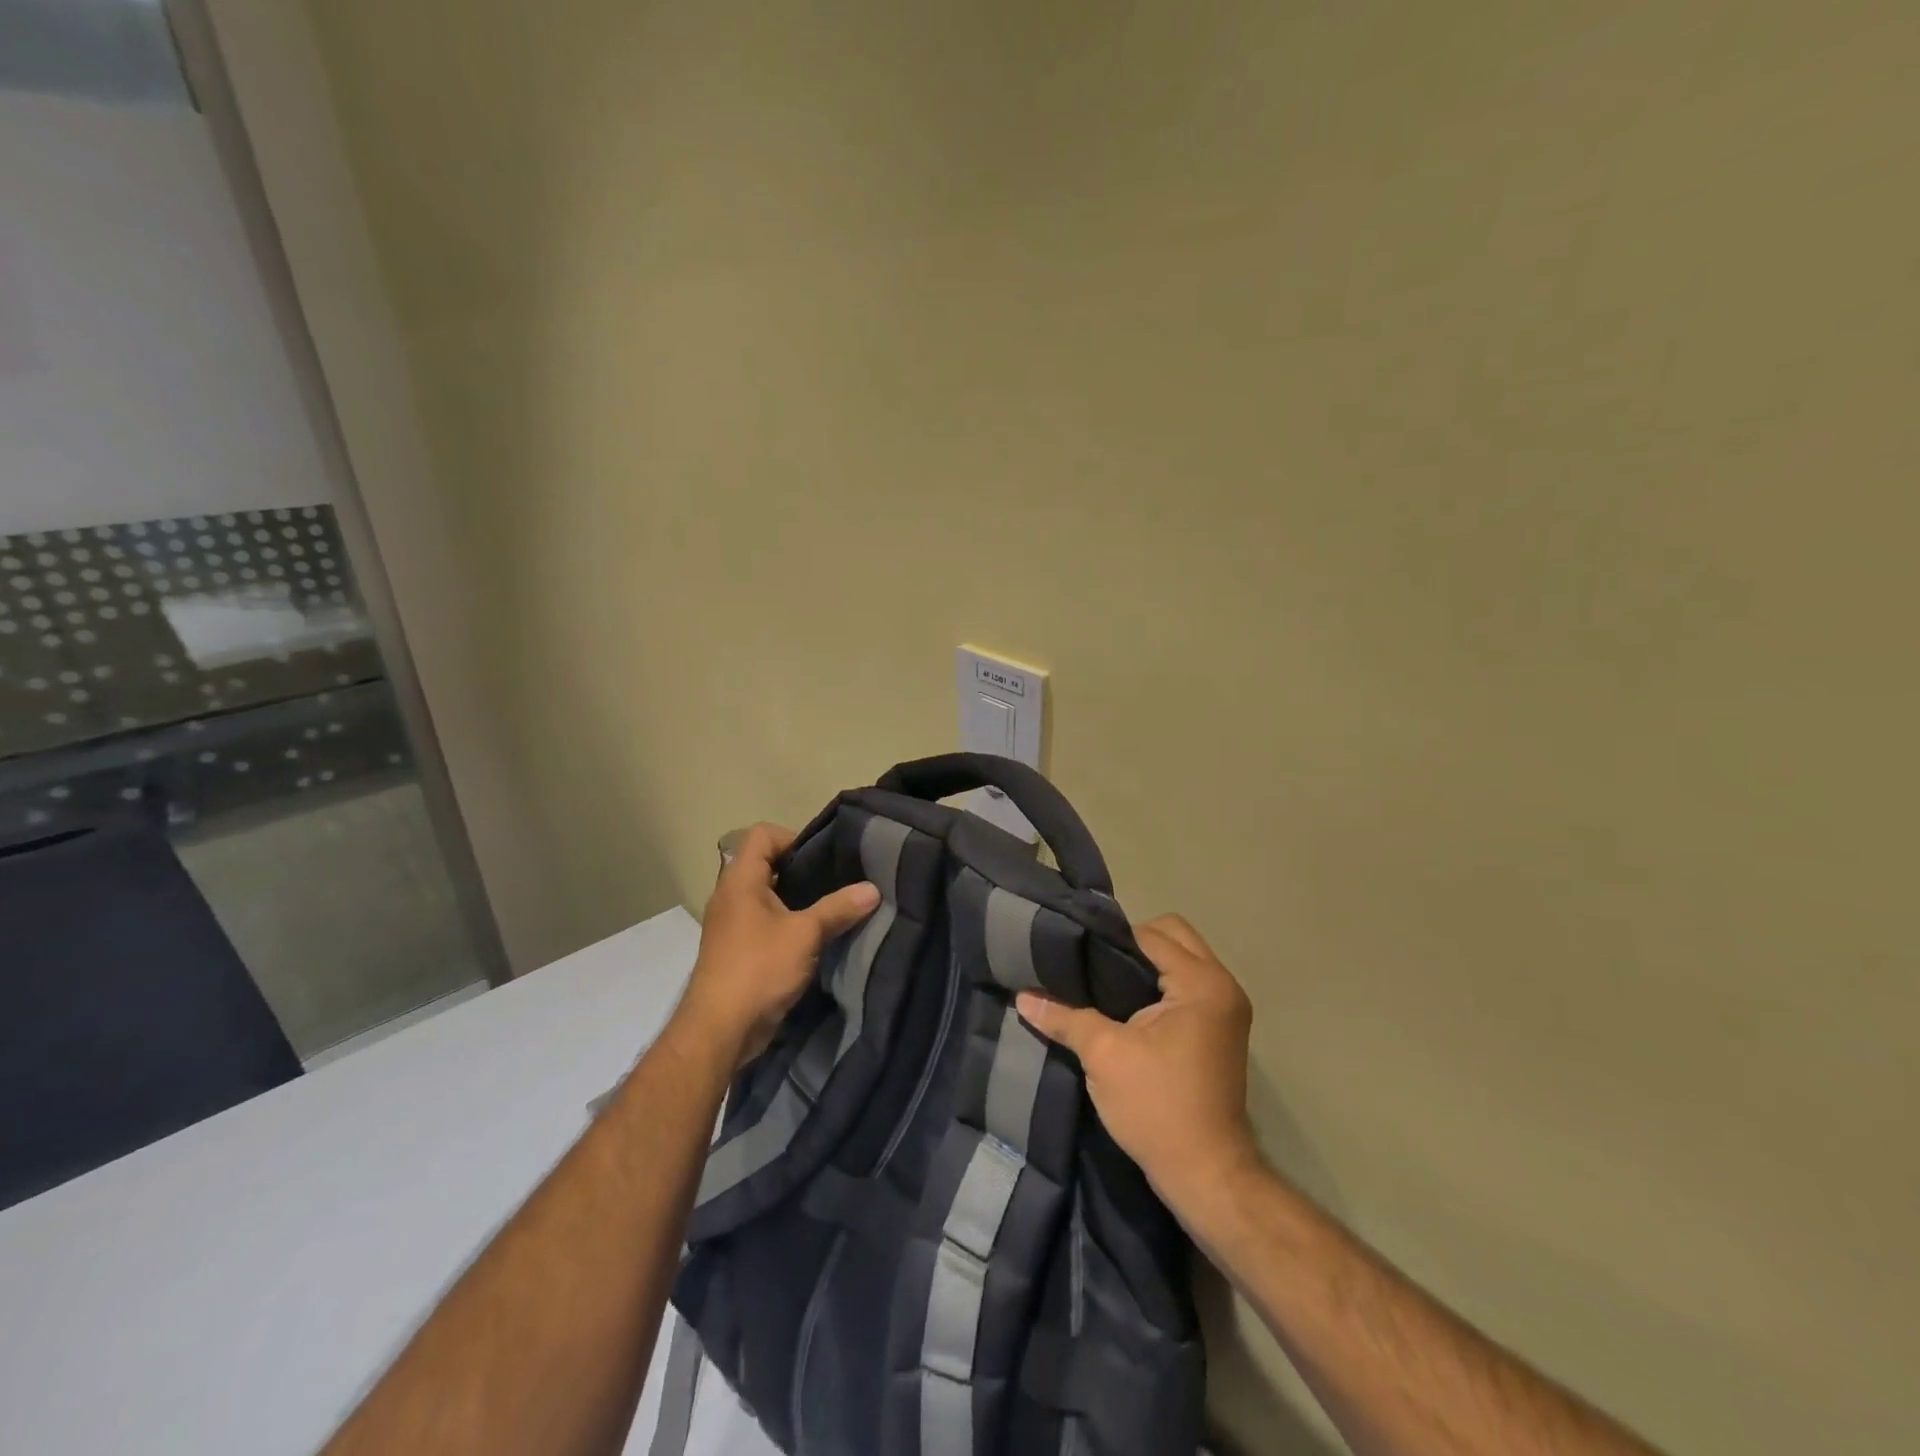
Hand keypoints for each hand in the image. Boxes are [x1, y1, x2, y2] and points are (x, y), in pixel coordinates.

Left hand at [674, 823, 880, 1065]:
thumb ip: (838, 908)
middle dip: (802, 870)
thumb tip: (873, 889)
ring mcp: (731, 924)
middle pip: (766, 863)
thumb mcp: (805, 934)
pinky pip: (765, 922)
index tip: (822, 860)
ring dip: (796, 900)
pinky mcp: (737, 950)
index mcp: (740, 880)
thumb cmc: (758, 969)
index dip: (793, 837)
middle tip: (836, 881)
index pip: (762, 835)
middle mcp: (731, 896)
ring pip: (767, 896)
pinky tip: (814, 938)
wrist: (719, 1031)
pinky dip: (787, 923)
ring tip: (831, 908)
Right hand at [1017, 914, 1258, 1210]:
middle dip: (1131, 944)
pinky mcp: (1219, 1028)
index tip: (1072, 949)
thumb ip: (1064, 1016)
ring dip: (1145, 965)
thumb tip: (1022, 995)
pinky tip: (1122, 1004)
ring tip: (1102, 982)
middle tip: (1092, 965)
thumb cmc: (1157, 1107)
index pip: (1150, 935)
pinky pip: (1185, 984)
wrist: (1205, 1175)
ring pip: (1180, 960)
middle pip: (1172, 936)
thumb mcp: (1103, 1055)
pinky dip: (1157, 985)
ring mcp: (1225, 1008)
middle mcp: (1222, 985)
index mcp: (1202, 983)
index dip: (1108, 939)